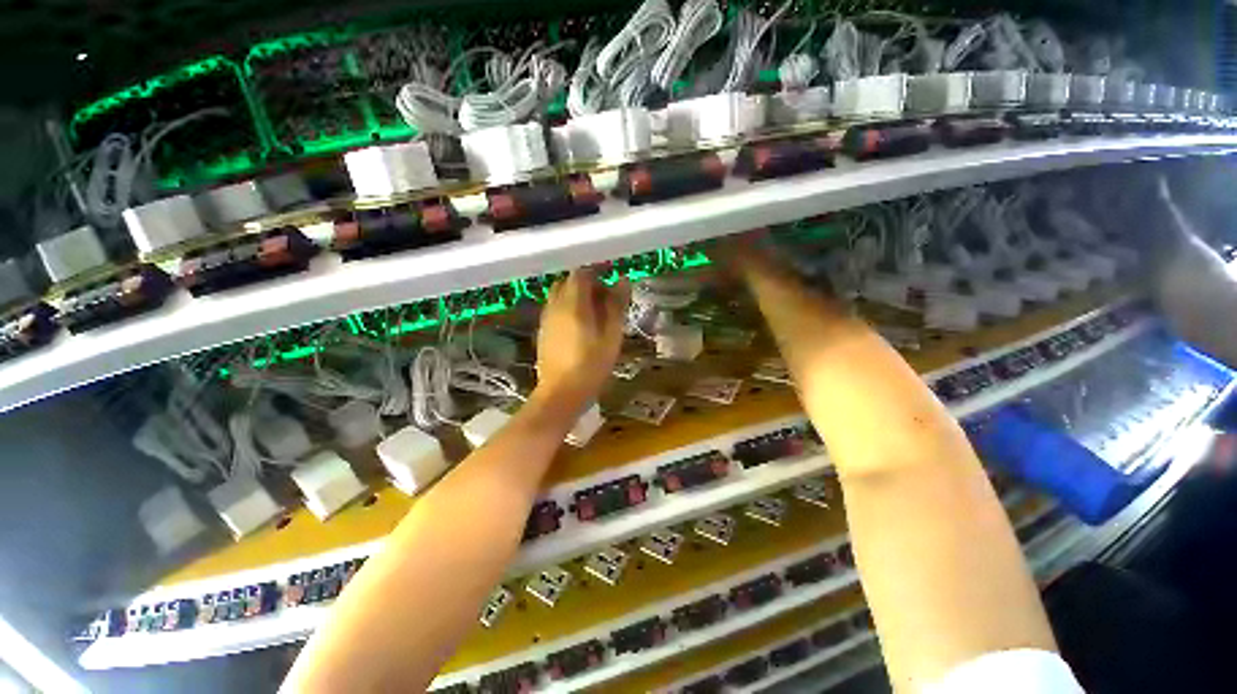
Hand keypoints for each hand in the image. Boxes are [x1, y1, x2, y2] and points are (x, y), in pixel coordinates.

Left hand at [534, 269, 630, 408]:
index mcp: (573, 303)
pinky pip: (555, 309)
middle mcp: (555, 305)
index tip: (611, 280)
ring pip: (560, 295)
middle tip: (605, 300)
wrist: (560, 393)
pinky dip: (568, 308)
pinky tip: (580, 328)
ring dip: (577, 297)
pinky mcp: (543, 331)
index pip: (581, 273)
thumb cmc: (591, 365)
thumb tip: (623, 280)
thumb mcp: (611, 336)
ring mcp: (546, 318)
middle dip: (587, 284)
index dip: (597, 272)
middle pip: (568, 282)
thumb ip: (616, 306)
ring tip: (595, 315)